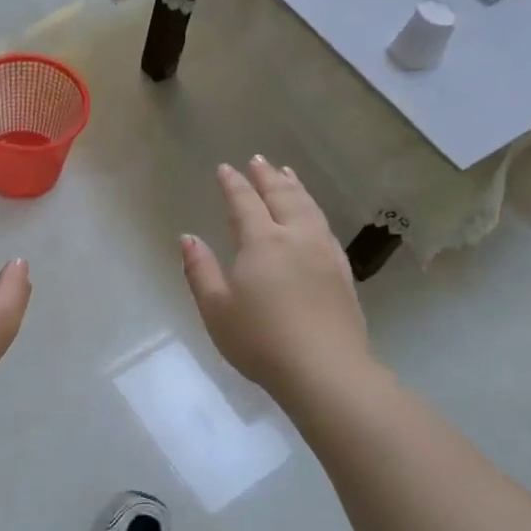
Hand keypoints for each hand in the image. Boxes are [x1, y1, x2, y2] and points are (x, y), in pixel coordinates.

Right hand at [181, 158, 374, 399]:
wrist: (324, 370)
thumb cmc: (260, 340)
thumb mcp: (215, 308)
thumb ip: (200, 270)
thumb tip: (188, 238)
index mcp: (262, 242)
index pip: (244, 203)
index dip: (233, 185)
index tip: (225, 168)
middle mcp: (296, 238)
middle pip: (282, 197)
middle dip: (267, 177)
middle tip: (258, 160)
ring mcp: (324, 253)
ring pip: (308, 208)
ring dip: (294, 188)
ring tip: (287, 174)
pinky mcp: (342, 273)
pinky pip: (325, 227)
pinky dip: (314, 210)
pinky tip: (313, 216)